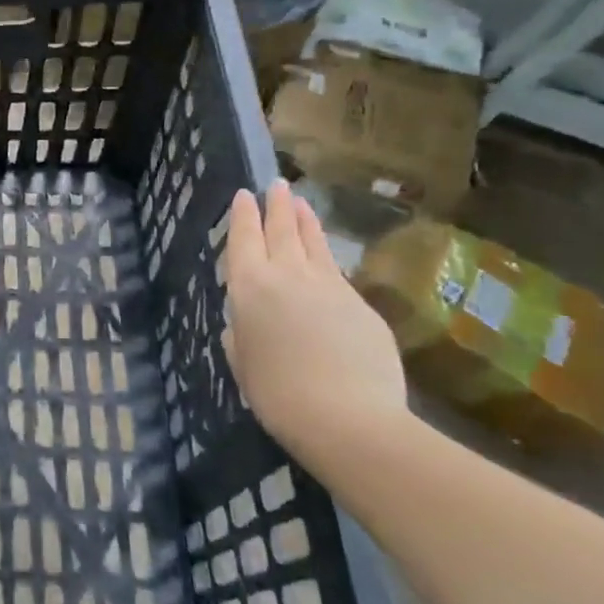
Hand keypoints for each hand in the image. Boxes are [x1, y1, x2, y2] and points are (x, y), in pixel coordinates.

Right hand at [222, 180, 407, 460]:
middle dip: (277, 206)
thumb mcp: (242, 362)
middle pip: (282, 230)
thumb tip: (245, 322)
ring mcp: (329, 287)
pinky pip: (337, 273)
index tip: (244, 195)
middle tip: (277, 184)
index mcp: (249, 287)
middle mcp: (287, 276)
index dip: (243, 216)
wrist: (348, 419)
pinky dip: (327, 258)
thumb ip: (241, 333)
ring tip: (302, 202)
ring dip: (306, 221)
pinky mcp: (361, 305)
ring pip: (315, 244)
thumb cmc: (277, 394)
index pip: (243, 239)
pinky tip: (326, 259)